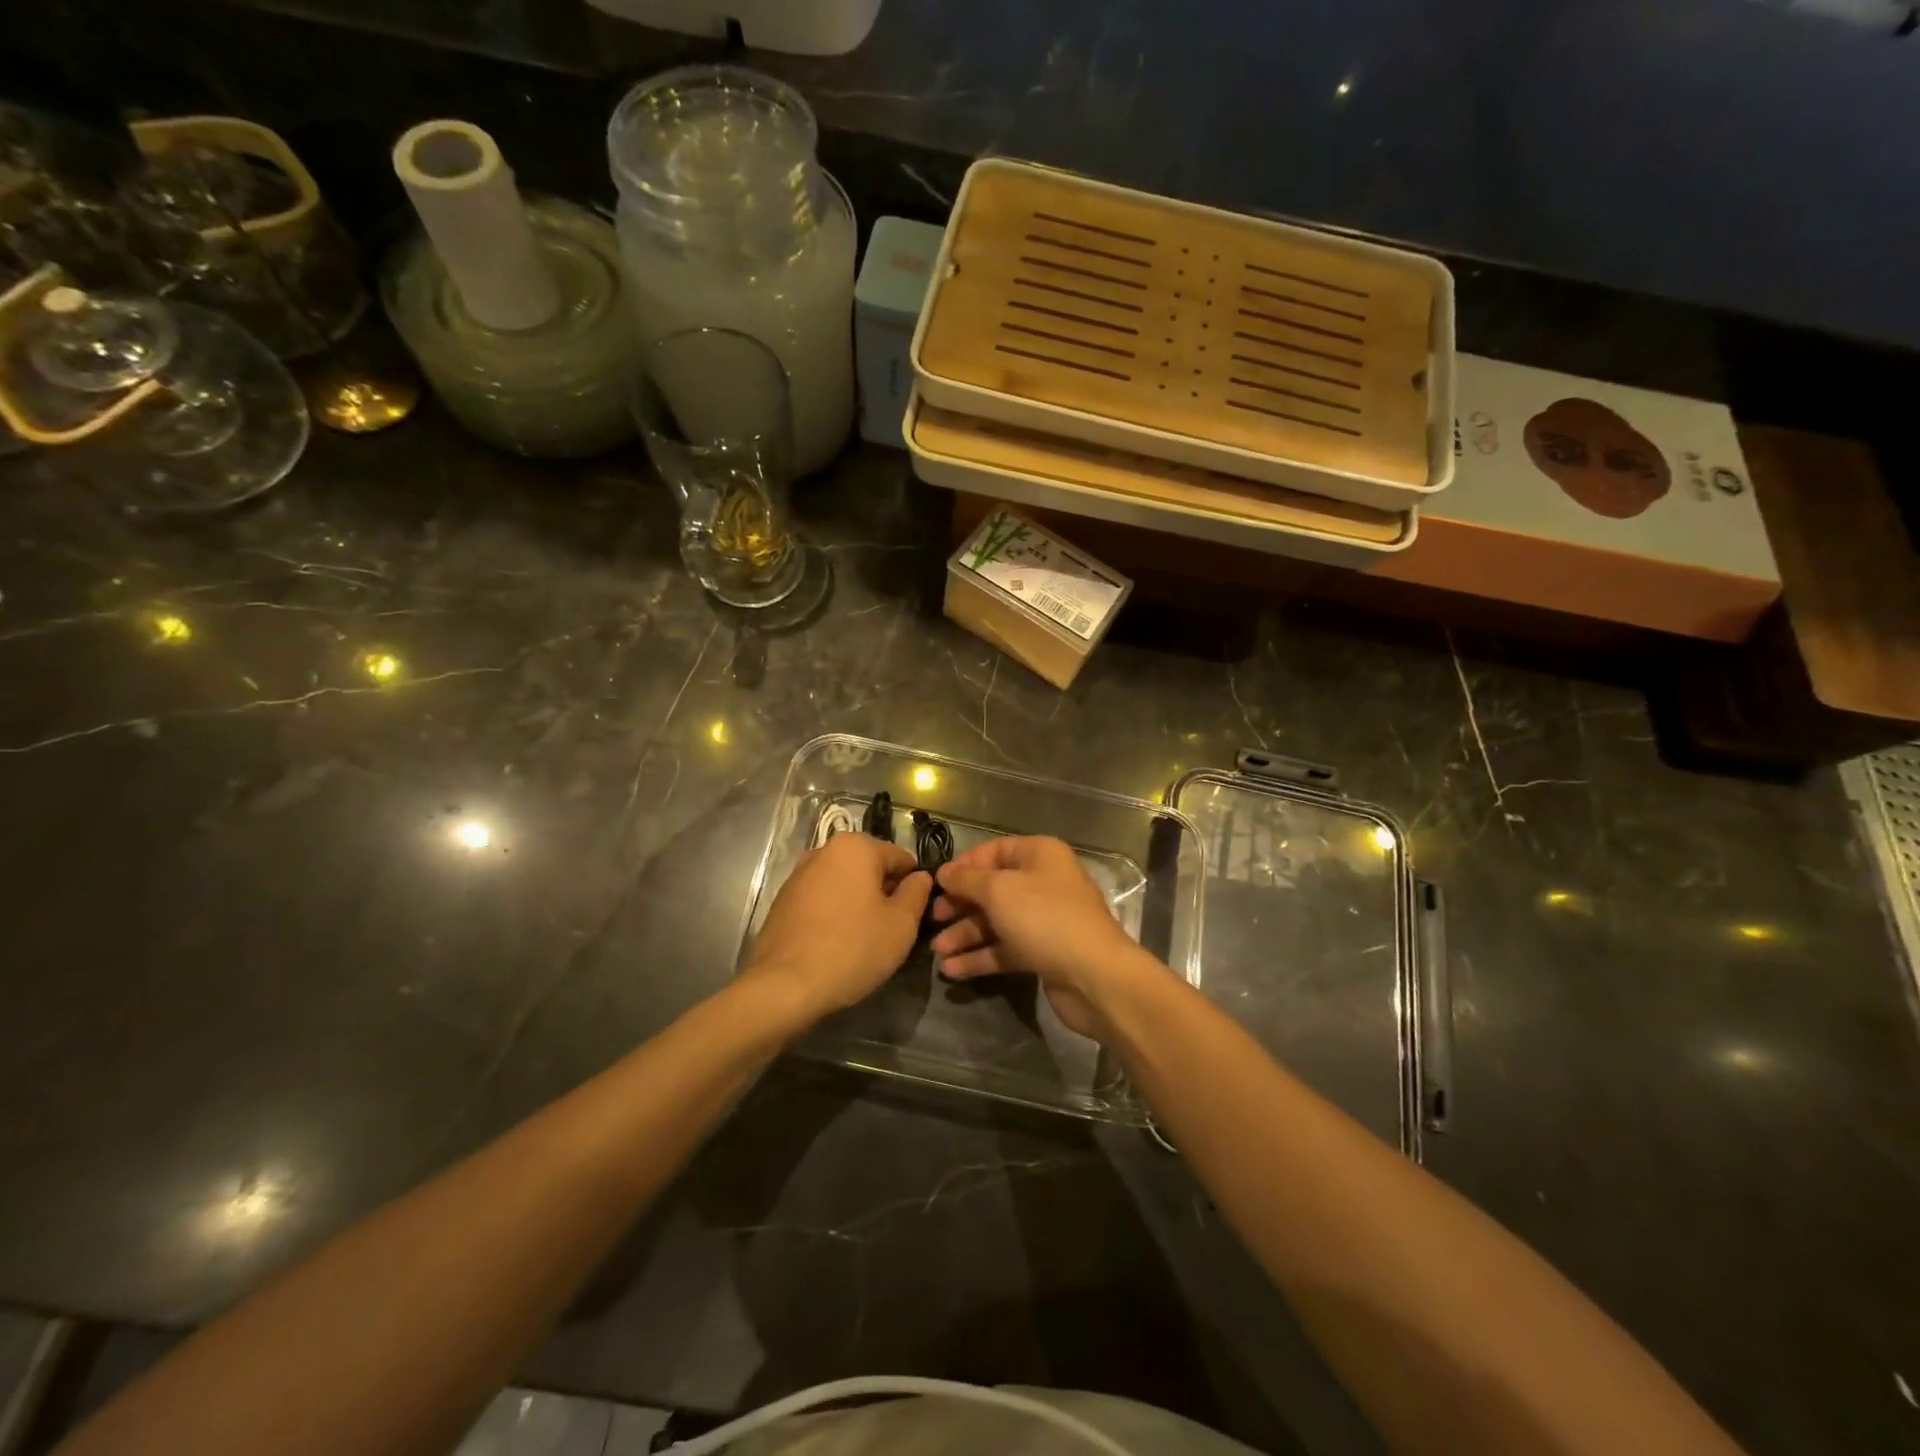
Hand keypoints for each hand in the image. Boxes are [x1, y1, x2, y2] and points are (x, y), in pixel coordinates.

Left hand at [743, 832, 932, 1024]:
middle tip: (891, 931)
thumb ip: (917, 893)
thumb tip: (920, 877)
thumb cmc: (852, 948)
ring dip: (859, 904)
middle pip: (870, 868)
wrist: (784, 986)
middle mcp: (824, 850)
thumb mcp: (902, 924)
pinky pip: (822, 900)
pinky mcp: (783, 901)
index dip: (914, 886)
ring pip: (845, 884)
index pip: (901, 858)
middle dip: (884, 894)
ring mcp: (799, 875)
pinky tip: (837, 944)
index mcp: (856, 846)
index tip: (915, 916)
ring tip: (864, 940)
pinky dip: (834, 914)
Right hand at [930, 836, 1142, 1037]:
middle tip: (933, 918)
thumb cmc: (1044, 918)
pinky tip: (953, 970)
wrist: (1094, 976)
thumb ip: (966, 880)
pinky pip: (1006, 948)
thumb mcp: (998, 890)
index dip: (964, 865)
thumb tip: (943, 872)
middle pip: (993, 888)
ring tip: (937, 951)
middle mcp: (1044, 882)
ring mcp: (1045, 920)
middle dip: (961, 904)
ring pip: (997, 921)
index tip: (937, 883)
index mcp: (1040, 855)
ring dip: (966, 934)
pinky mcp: (1043, 953)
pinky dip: (980, 956)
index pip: (995, 851)